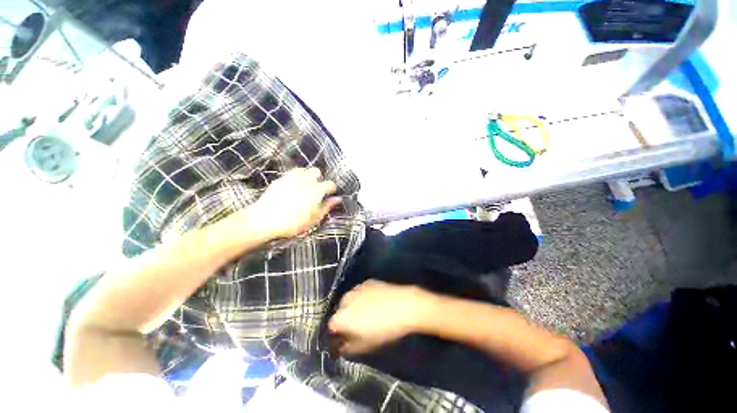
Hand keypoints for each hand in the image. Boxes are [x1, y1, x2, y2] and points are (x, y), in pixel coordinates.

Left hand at [248, 167, 341, 238]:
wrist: (265, 220)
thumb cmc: (293, 222)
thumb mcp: (314, 218)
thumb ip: (327, 206)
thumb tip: (337, 199)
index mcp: (316, 190)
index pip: (330, 184)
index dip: (332, 189)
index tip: (330, 194)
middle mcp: (305, 180)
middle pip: (317, 171)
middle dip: (319, 178)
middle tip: (316, 190)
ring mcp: (291, 178)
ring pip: (303, 170)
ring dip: (307, 177)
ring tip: (305, 188)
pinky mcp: (280, 179)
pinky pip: (291, 174)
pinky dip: (295, 179)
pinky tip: (292, 189)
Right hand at [328, 280, 434, 355]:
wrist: (405, 305)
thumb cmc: (385, 328)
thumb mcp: (367, 344)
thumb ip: (350, 347)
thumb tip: (343, 347)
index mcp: (342, 316)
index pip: (332, 326)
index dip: (339, 332)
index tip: (347, 336)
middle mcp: (346, 299)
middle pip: (341, 311)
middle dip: (347, 318)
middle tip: (360, 326)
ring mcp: (357, 288)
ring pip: (351, 300)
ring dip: (355, 307)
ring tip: (370, 313)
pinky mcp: (368, 282)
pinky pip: (361, 291)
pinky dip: (364, 297)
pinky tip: (376, 302)